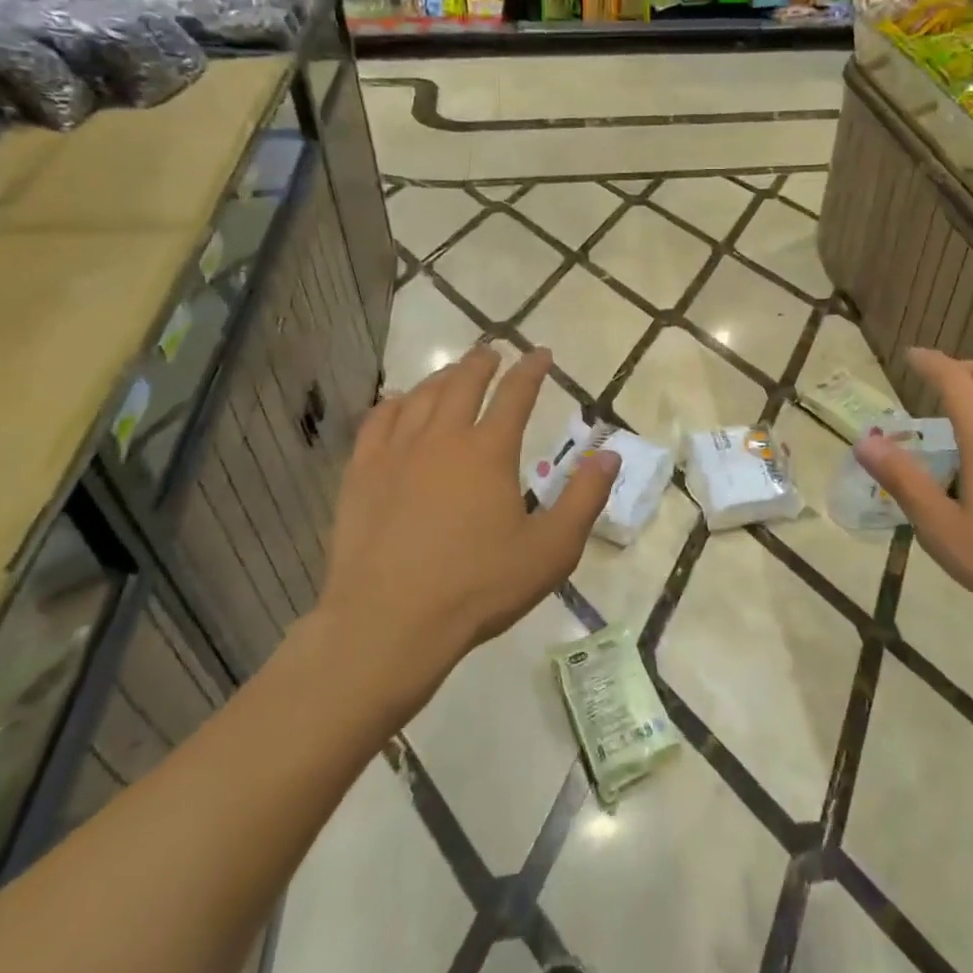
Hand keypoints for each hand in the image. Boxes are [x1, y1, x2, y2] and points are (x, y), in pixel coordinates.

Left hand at [314, 345, 619, 697]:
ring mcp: (396, 453)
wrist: (389, 621)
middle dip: (482, 363)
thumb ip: (584, 498)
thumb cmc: (478, 587)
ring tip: (452, 372)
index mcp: (489, 451)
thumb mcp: (550, 550)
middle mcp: (442, 438)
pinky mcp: (362, 474)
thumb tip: (610, 454)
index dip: (532, 370)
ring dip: (441, 377)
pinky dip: (394, 403)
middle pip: (463, 383)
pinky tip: (399, 402)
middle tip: (492, 351)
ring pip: (421, 396)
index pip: (516, 394)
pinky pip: (378, 421)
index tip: (541, 354)